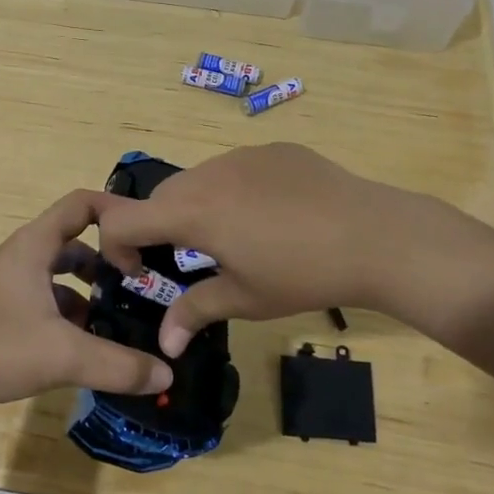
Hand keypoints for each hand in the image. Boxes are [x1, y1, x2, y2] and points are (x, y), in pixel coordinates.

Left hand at [0, 191, 172, 414]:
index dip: (116, 211)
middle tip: (140, 286)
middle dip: (109, 260)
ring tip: (118, 318)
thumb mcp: (63, 355)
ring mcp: (10, 281)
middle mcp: (23, 254)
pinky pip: (46, 296)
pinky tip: (84, 344)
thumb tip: (167, 373)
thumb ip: (118, 366)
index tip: (146, 236)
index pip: (82, 204)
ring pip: (60, 272)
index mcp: (35, 245)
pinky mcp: (2, 307)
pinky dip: (68, 310)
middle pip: (76, 241)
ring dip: (89, 290)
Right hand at [95, 143, 493, 354]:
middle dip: (158, 228)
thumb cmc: (303, 274)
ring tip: (232, 237)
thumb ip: (195, 312)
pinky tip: (270, 214)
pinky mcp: (272, 150)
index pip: (124, 219)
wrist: (375, 235)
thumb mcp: (245, 298)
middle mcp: (208, 174)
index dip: (117, 246)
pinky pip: (235, 168)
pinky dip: (232, 190)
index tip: (140, 271)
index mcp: (194, 212)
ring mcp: (242, 156)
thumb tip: (164, 343)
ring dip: (194, 206)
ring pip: (197, 179)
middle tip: (187, 259)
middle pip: (160, 197)